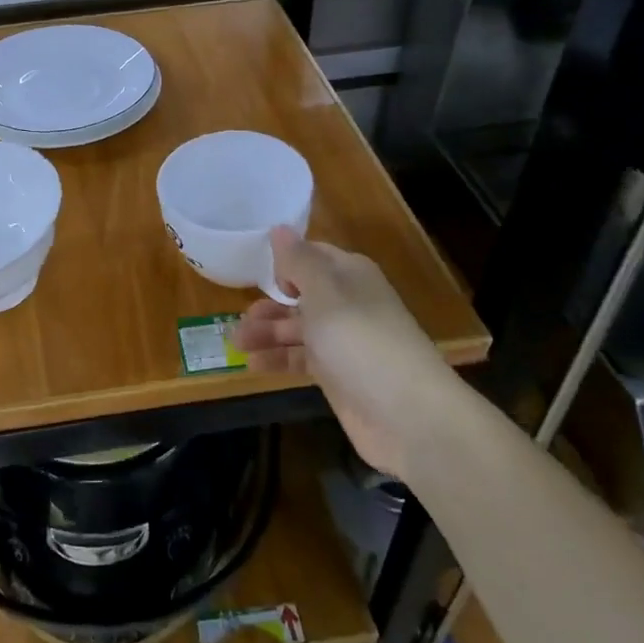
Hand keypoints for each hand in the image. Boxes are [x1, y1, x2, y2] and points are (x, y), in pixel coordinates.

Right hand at [232, 228, 449, 478]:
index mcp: (349, 275)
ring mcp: (342, 341)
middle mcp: (347, 303)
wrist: (406, 414)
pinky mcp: (337, 375)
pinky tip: (252, 364)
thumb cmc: (360, 339)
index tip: (256, 270)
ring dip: (267, 332)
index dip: (285, 261)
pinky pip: (300, 358)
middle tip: (241, 317)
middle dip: (270, 302)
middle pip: (300, 294)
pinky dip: (277, 359)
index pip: (312, 255)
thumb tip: (280, 228)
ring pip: (297, 328)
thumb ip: (298, 260)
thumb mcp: (324, 292)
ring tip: (237, 343)